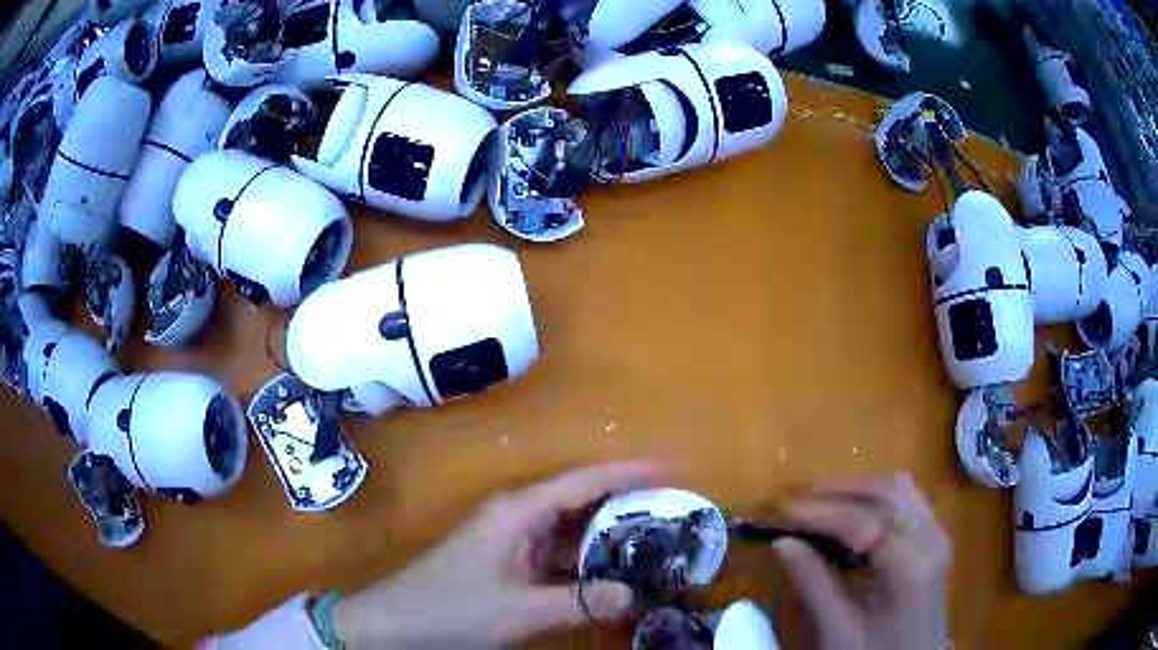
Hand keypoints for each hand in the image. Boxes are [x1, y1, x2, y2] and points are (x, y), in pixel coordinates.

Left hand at [335, 462, 660, 648]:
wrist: (397, 622)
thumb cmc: (452, 608)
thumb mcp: (519, 610)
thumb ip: (578, 601)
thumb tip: (632, 593)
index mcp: (519, 511)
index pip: (584, 481)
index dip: (629, 473)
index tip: (672, 470)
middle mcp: (517, 515)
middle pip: (580, 499)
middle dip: (625, 503)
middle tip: (672, 513)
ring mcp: (511, 538)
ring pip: (569, 528)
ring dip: (606, 535)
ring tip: (653, 542)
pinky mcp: (508, 560)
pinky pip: (556, 553)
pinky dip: (584, 561)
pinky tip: (608, 574)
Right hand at [773, 474, 951, 649]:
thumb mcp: (839, 631)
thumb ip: (814, 584)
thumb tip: (782, 542)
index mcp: (909, 567)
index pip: (864, 521)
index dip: (820, 511)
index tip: (782, 509)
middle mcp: (930, 540)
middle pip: (886, 494)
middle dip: (838, 491)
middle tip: (796, 499)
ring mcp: (937, 536)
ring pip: (899, 490)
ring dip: (859, 490)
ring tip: (820, 501)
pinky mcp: (935, 539)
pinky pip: (909, 501)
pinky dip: (878, 498)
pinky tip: (856, 511)